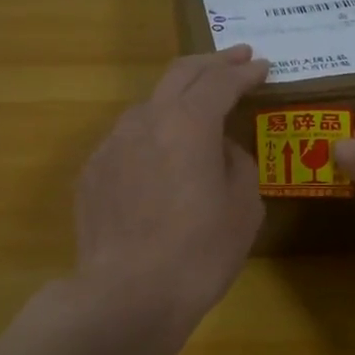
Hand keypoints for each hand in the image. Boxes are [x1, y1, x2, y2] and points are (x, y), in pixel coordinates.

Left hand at [73, 45, 268, 327]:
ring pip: (149, 105)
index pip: (220, 81)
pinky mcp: (92, 171)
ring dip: (177, 99)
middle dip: (212, 63)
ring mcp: (111, 143)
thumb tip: (221, 149)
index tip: (262, 66)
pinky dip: (151, 136)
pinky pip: (127, 140)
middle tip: (235, 59)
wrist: (127, 295)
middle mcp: (145, 120)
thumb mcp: (244, 207)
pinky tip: (159, 159)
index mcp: (188, 122)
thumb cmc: (199, 252)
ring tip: (197, 110)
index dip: (244, 72)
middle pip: (179, 75)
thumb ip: (237, 162)